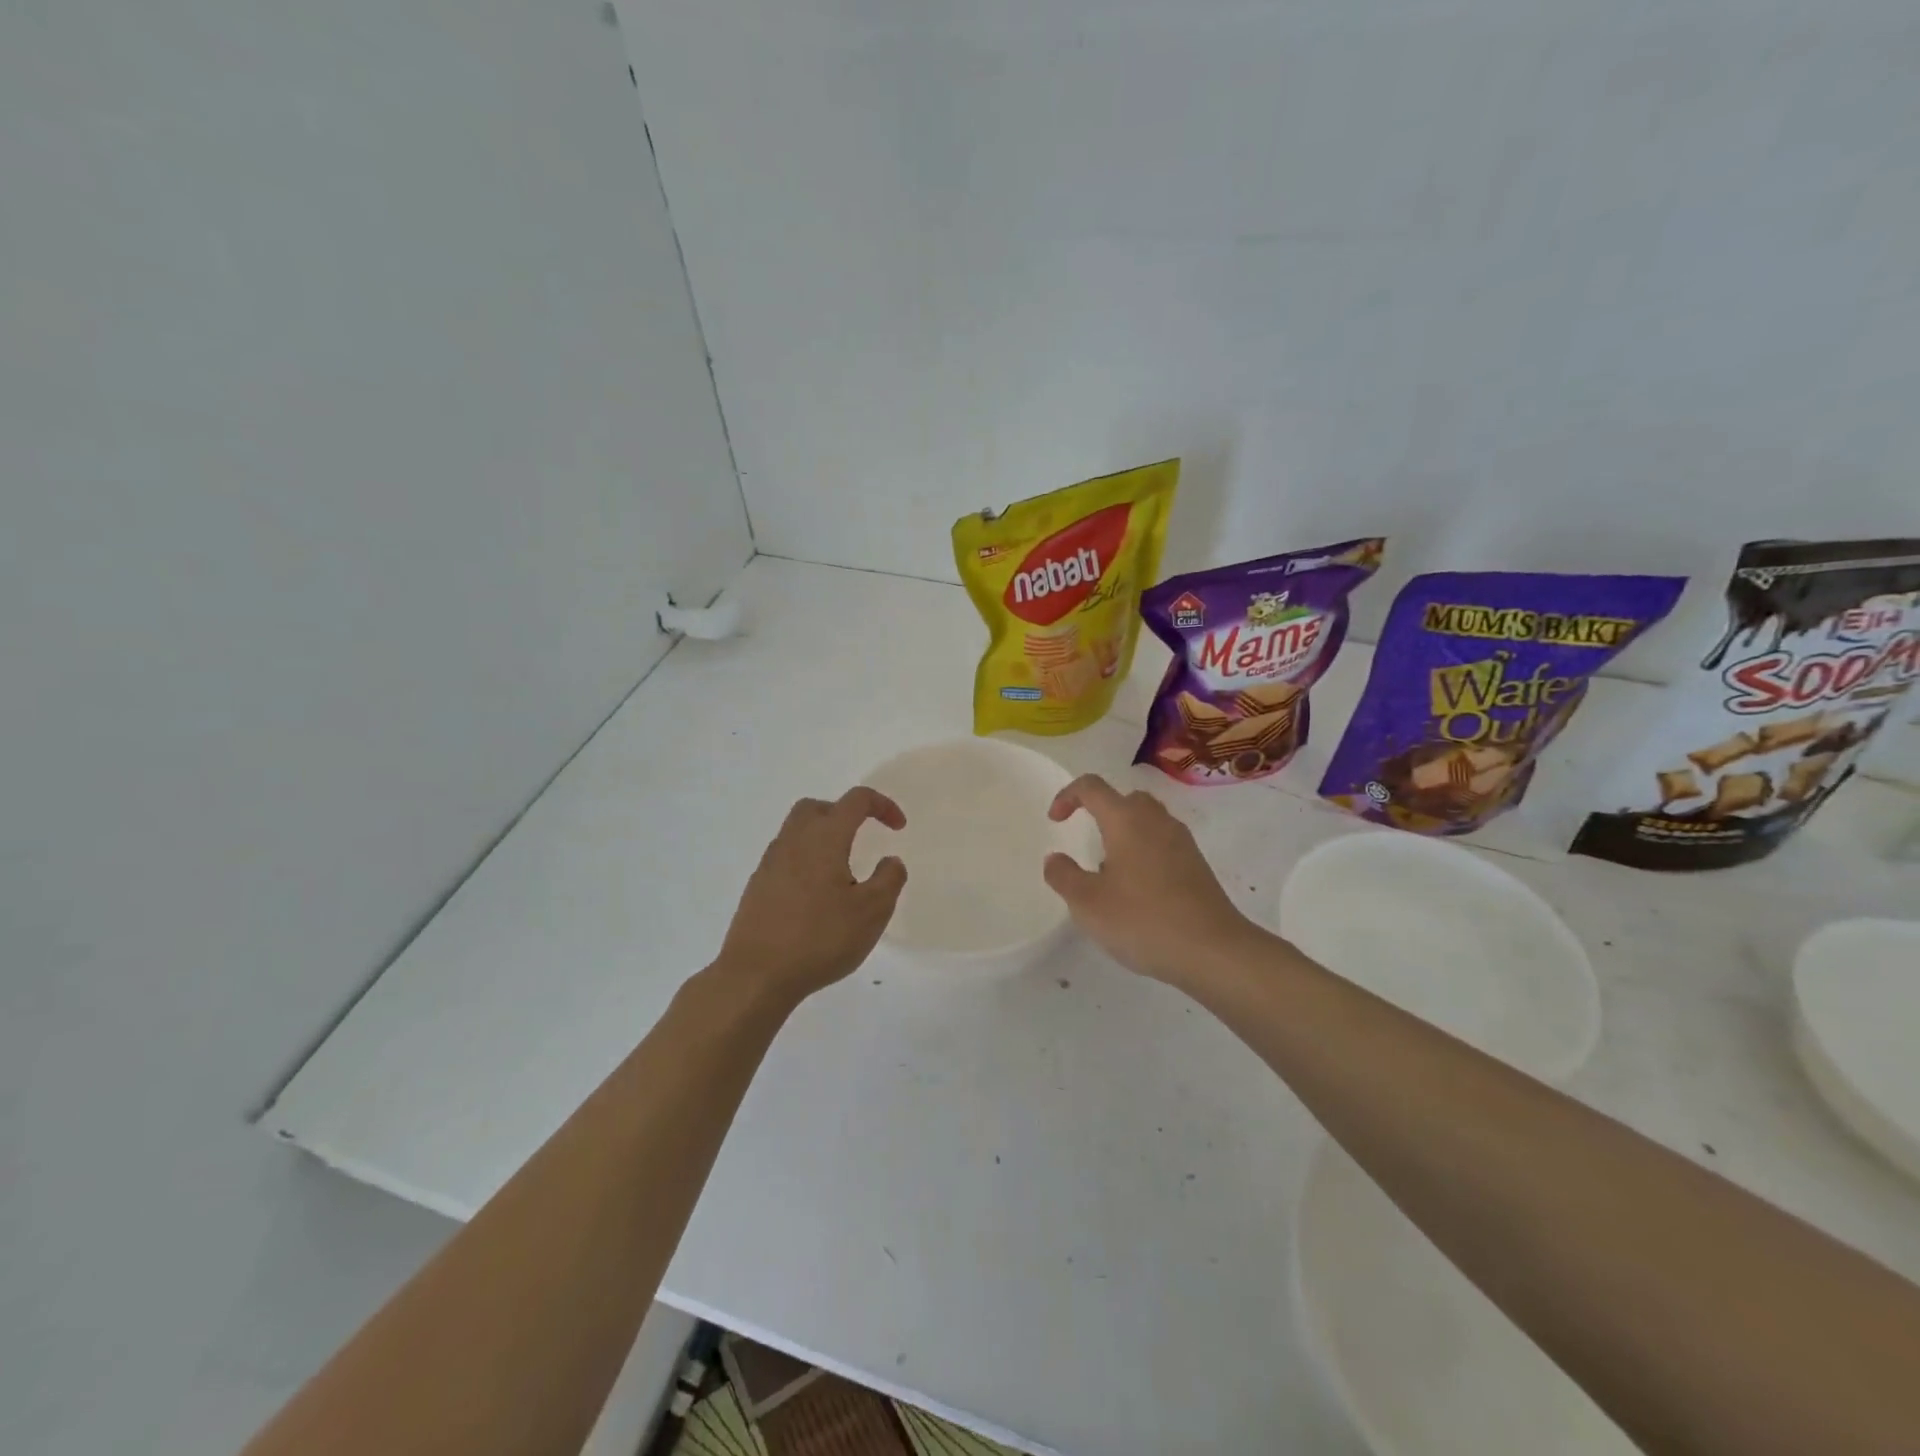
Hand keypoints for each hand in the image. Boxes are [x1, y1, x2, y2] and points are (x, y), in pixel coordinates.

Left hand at [715, 788, 907, 1005]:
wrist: (756, 975)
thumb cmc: (820, 938)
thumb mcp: (872, 912)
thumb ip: (889, 879)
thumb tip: (890, 861)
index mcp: (825, 838)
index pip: (856, 801)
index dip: (882, 806)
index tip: (898, 828)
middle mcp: (794, 841)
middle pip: (818, 807)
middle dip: (844, 813)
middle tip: (863, 837)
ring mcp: (770, 863)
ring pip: (797, 831)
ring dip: (823, 838)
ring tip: (842, 870)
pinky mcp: (757, 887)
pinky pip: (785, 857)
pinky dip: (805, 861)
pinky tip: (816, 896)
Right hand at [1042, 774, 1265, 985]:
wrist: (1213, 950)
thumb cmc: (1143, 920)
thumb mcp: (1088, 903)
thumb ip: (1063, 876)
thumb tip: (1056, 859)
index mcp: (1126, 820)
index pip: (1092, 787)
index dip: (1068, 796)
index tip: (1055, 821)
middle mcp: (1156, 821)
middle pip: (1125, 799)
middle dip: (1101, 812)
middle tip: (1086, 841)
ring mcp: (1182, 842)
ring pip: (1147, 821)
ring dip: (1124, 834)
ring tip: (1109, 871)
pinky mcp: (1197, 865)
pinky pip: (1163, 844)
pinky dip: (1144, 853)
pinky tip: (1137, 891)